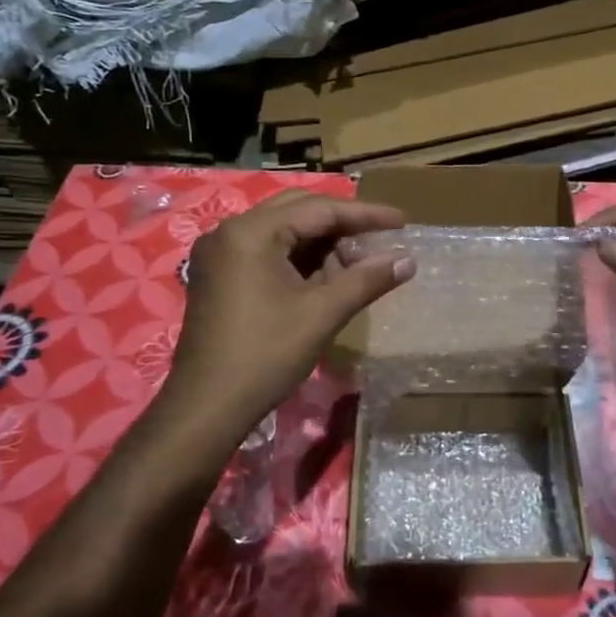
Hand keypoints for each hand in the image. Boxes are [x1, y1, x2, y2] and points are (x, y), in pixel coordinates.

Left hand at [163, 192, 412, 439]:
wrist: (206, 407)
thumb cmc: (265, 355)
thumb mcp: (322, 314)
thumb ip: (367, 279)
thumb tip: (409, 259)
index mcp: (251, 232)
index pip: (319, 209)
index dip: (365, 214)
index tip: (403, 221)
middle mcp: (230, 231)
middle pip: (298, 211)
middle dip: (343, 225)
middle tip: (381, 237)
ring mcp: (220, 253)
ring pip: (282, 232)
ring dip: (321, 243)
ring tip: (358, 262)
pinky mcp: (218, 275)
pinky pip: (266, 251)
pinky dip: (299, 258)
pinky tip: (326, 276)